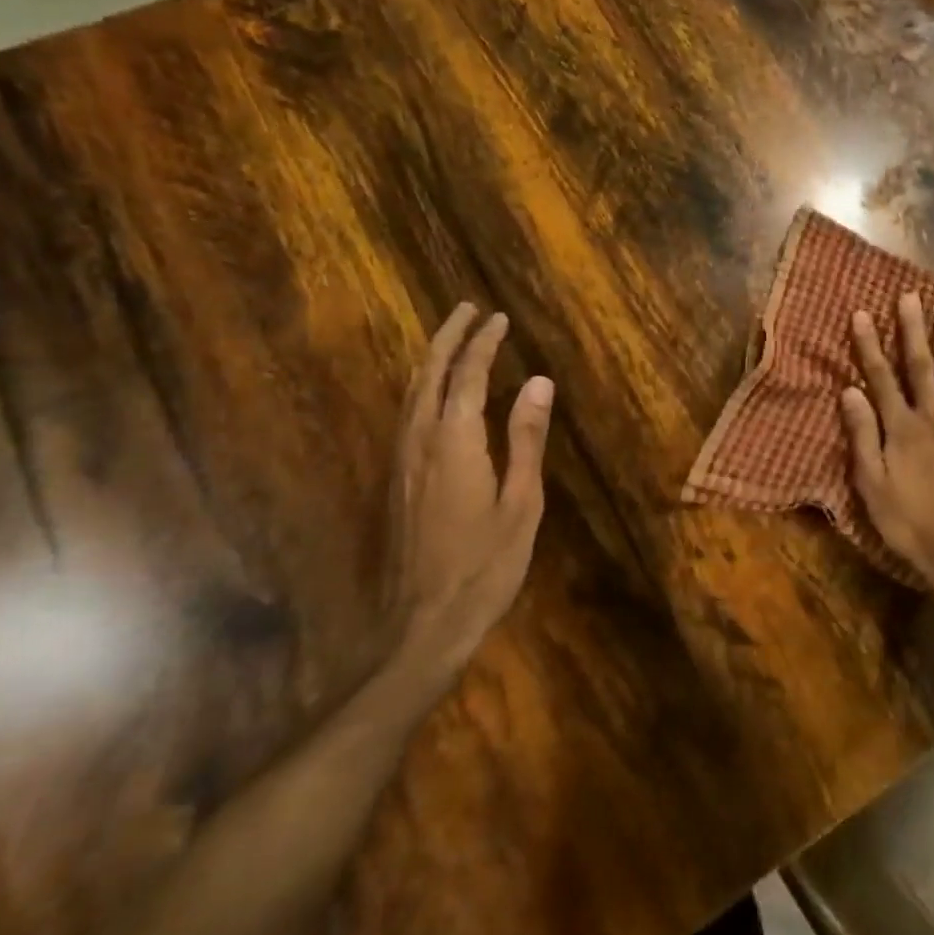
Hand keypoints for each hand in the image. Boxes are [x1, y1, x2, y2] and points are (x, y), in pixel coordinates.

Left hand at [386, 304, 553, 692]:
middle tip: (467, 309)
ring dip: (431, 360)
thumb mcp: (521, 504)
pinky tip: (432, 395)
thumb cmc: (485, 566)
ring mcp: (401, 462)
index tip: (498, 318)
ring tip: (451, 340)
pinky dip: (422, 389)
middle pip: (428, 375)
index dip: (483, 344)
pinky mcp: (395, 482)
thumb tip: (538, 383)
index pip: (468, 376)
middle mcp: (419, 441)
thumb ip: (526, 439)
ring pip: (411, 394)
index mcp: (455, 442)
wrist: (422, 624)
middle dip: (448, 338)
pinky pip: (406, 416)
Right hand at [841, 293, 933, 620]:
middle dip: (912, 332)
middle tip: (910, 298)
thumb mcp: (871, 484)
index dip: (870, 345)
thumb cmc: (906, 522)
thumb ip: (863, 436)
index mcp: (901, 429)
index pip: (880, 378)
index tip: (863, 313)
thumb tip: (850, 391)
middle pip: (920, 369)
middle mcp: (933, 420)